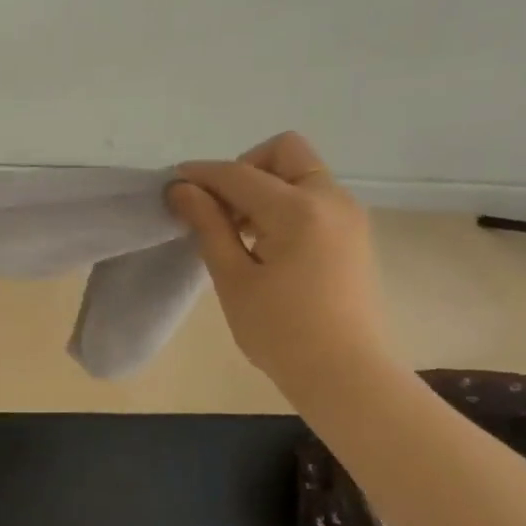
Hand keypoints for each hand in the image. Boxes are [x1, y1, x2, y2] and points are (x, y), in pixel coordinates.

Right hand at [169, 132, 390, 383]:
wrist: (343, 373)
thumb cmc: (279, 330)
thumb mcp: (233, 277)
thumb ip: (208, 225)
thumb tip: (181, 188)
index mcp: (298, 210)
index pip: (239, 173)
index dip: (201, 174)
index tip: (171, 183)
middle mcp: (330, 199)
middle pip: (284, 152)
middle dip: (244, 168)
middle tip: (220, 210)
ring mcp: (348, 214)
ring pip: (300, 173)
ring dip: (265, 187)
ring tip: (238, 232)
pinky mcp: (353, 232)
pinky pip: (315, 197)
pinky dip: (285, 204)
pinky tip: (266, 244)